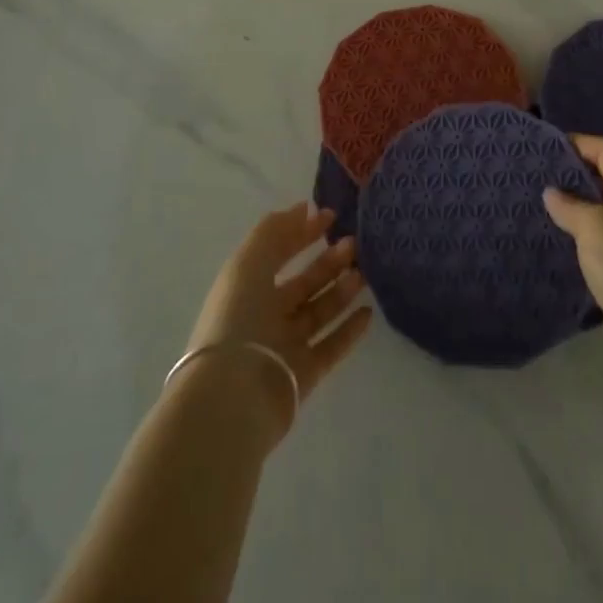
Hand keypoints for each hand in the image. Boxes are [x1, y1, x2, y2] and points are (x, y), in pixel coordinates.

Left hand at [178, 203, 372, 446]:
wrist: (234, 395)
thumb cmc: (238, 319)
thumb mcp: (249, 263)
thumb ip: (275, 232)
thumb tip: (304, 208)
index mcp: (247, 286)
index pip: (279, 251)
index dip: (302, 232)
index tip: (331, 216)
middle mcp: (265, 314)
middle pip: (303, 283)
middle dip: (328, 261)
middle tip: (354, 245)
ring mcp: (284, 346)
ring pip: (319, 312)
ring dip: (341, 290)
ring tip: (364, 274)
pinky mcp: (303, 375)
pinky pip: (331, 347)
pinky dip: (349, 330)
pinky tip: (368, 312)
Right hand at [545, 135, 602, 383]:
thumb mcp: (595, 228)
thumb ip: (571, 206)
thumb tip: (553, 192)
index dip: (581, 143)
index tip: (547, 146)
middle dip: (577, 174)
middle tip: (540, 175)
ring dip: (579, 209)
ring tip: (544, 208)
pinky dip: (585, 239)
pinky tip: (563, 246)